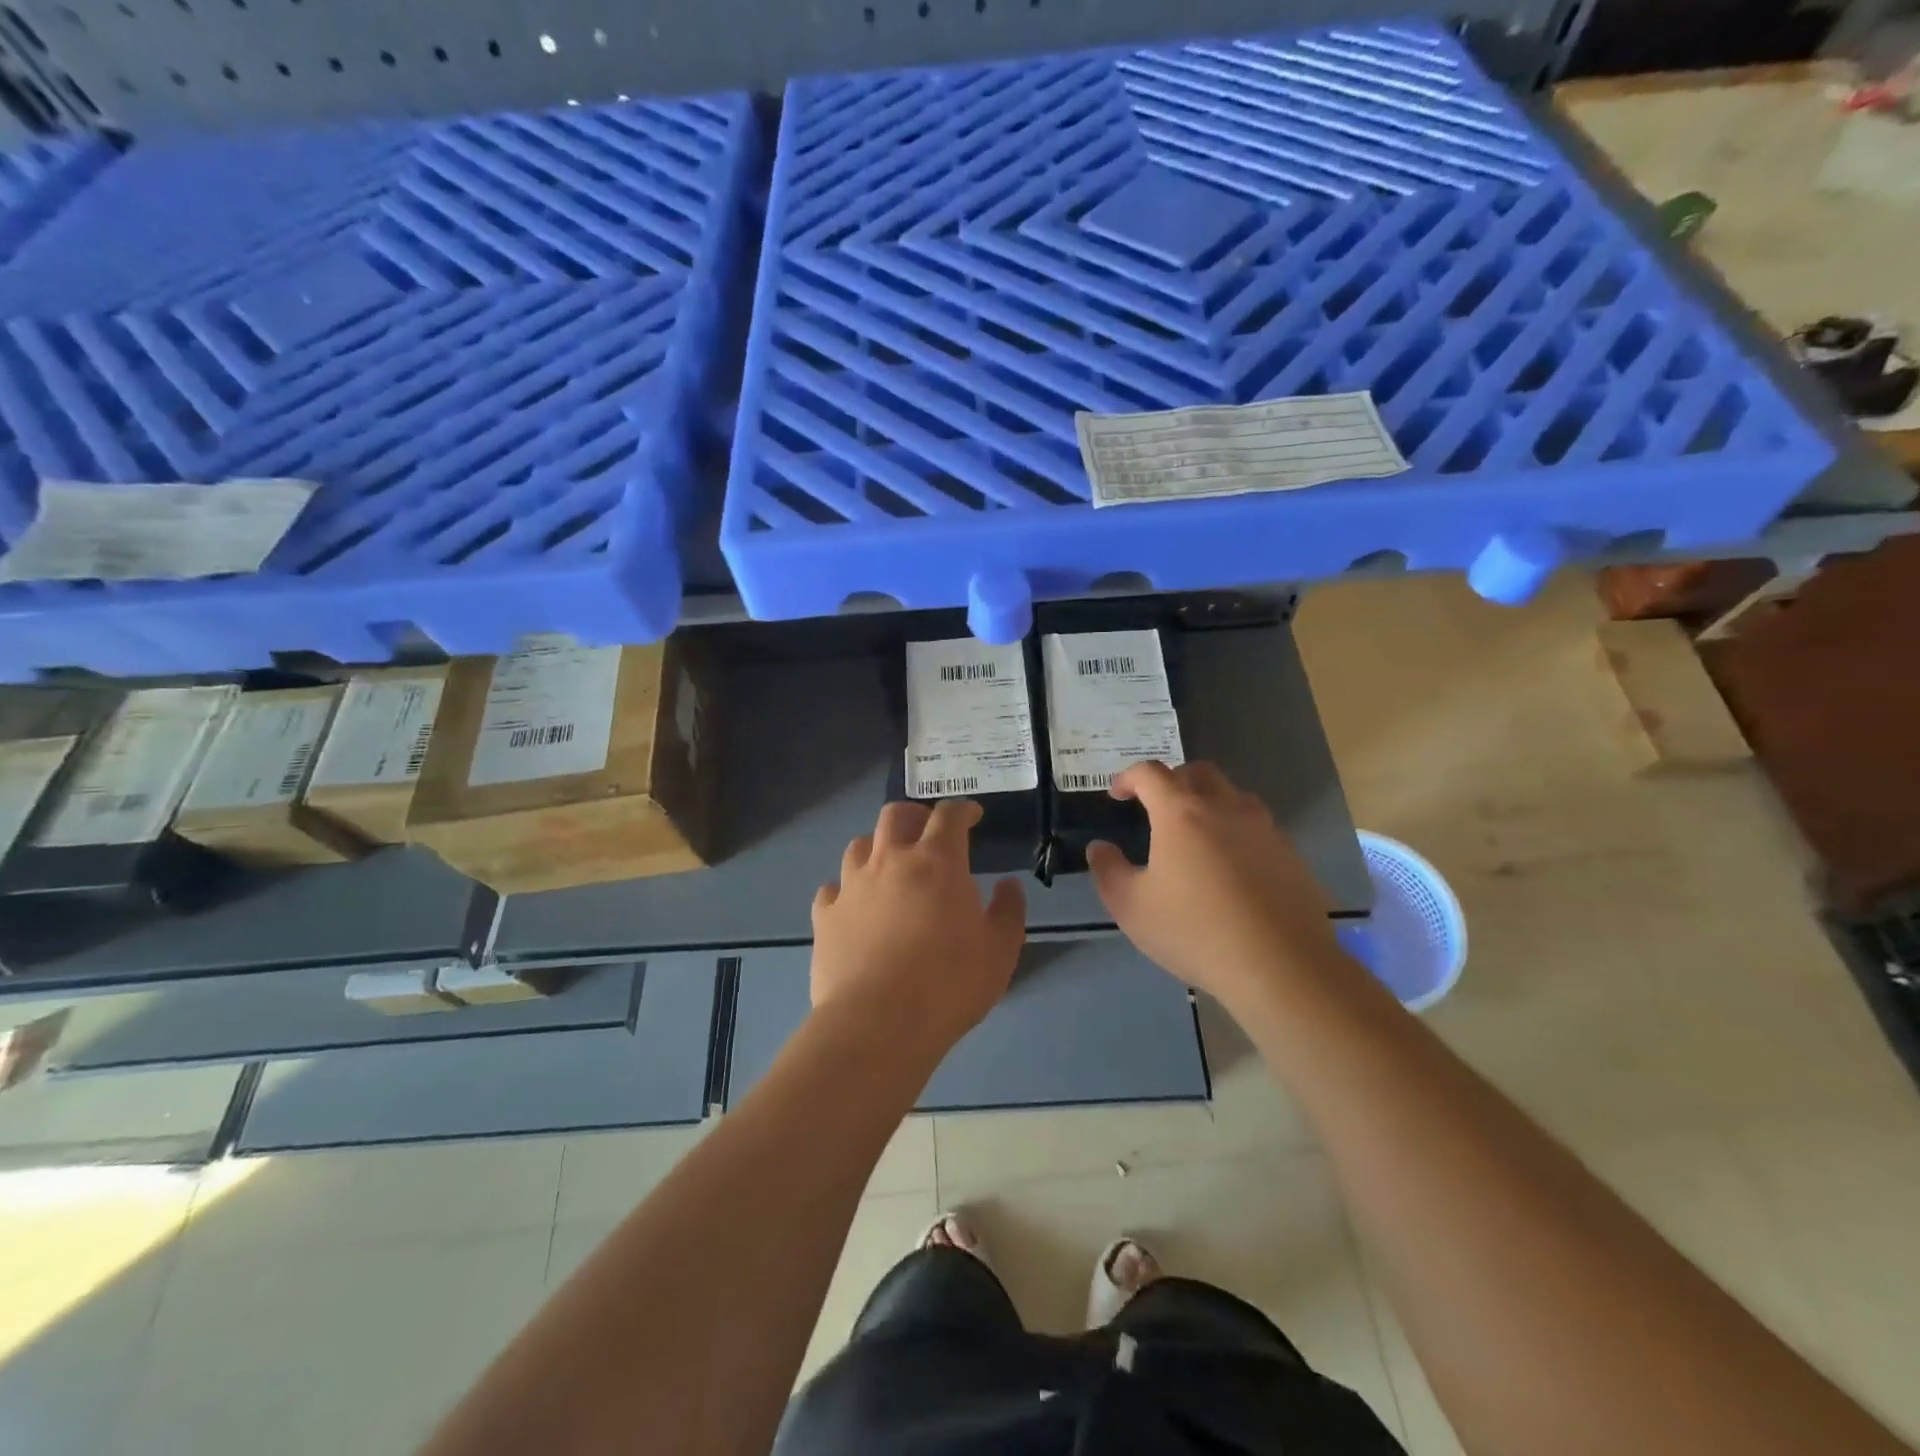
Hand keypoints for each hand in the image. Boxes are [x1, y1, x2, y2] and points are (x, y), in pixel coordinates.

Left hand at [812, 799, 1025, 1057]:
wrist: (877, 1024)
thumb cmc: (948, 985)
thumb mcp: (999, 952)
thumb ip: (1008, 912)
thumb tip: (1008, 885)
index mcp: (937, 862)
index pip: (949, 816)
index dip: (962, 810)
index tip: (971, 817)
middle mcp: (890, 861)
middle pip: (895, 815)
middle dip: (915, 815)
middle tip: (927, 831)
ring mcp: (852, 886)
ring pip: (858, 845)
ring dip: (877, 846)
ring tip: (889, 865)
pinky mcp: (825, 916)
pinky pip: (832, 888)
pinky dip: (846, 889)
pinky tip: (855, 905)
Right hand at [1087, 761, 1338, 1011]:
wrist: (1281, 967)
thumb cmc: (1195, 932)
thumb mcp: (1131, 908)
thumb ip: (1108, 870)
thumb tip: (1100, 848)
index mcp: (1181, 813)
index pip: (1150, 773)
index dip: (1128, 777)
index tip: (1117, 795)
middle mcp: (1225, 808)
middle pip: (1198, 772)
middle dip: (1172, 780)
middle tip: (1156, 807)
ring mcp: (1264, 829)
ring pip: (1233, 795)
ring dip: (1208, 802)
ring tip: (1195, 835)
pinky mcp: (1290, 854)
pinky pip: (1257, 827)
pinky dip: (1236, 831)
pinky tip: (1231, 868)